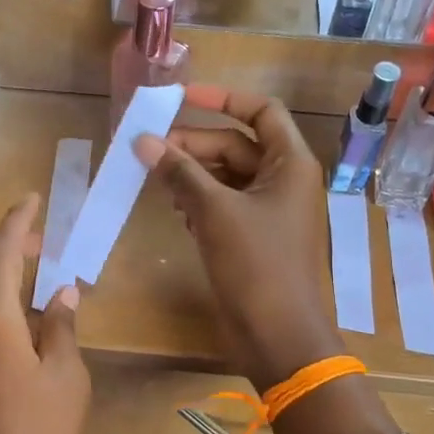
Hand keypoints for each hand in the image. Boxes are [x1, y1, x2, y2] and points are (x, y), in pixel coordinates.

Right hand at [134, 85, 341, 390]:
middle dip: (195, 144)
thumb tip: (143, 141)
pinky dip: (202, 203)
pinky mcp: (256, 239)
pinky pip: (227, 206)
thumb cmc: (256, 264)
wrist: (279, 335)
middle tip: (151, 151)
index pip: (261, 110)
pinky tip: (177, 213)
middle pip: (237, 145)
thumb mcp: (215, 212)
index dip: (222, 98)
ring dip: (194, 175)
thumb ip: (180, 172)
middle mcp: (285, 181)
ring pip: (228, 177)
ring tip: (160, 183)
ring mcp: (272, 212)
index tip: (181, 98)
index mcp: (290, 163)